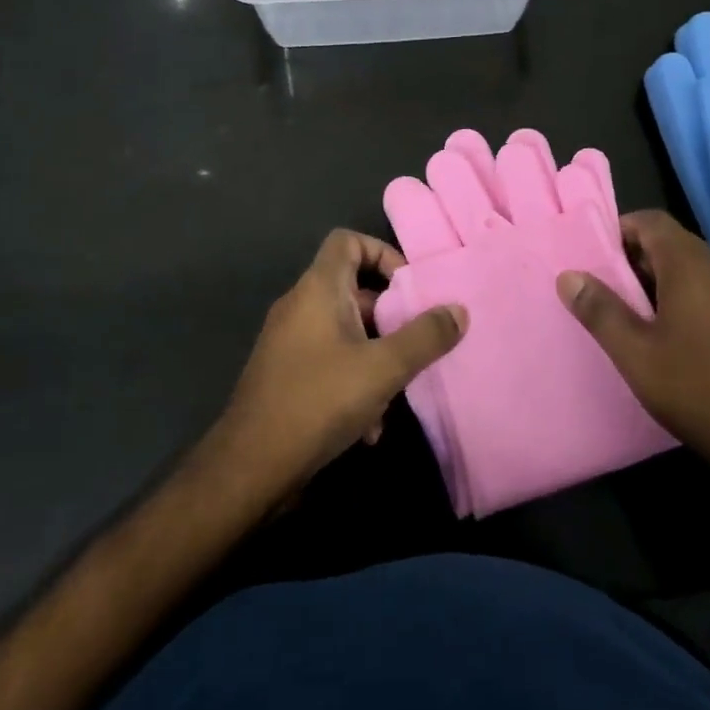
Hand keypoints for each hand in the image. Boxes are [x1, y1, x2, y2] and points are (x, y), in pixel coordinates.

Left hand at [216, 229, 464, 500]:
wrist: (250, 468)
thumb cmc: (318, 401)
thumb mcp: (384, 368)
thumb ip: (425, 337)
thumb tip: (459, 310)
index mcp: (318, 289)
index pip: (348, 241)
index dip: (382, 252)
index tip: (409, 287)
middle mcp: (300, 307)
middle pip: (353, 290)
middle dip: (389, 316)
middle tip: (416, 341)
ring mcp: (289, 343)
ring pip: (346, 333)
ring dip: (376, 357)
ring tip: (397, 392)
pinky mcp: (286, 377)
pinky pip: (329, 363)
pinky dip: (354, 383)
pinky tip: (370, 428)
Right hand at [556, 210, 709, 494]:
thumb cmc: (697, 390)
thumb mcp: (636, 354)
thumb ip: (600, 310)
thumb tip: (569, 275)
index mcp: (691, 267)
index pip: (652, 221)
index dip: (620, 229)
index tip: (594, 256)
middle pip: (672, 242)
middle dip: (636, 257)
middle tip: (606, 287)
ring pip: (693, 269)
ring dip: (660, 280)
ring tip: (632, 315)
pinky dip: (684, 299)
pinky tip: (671, 339)